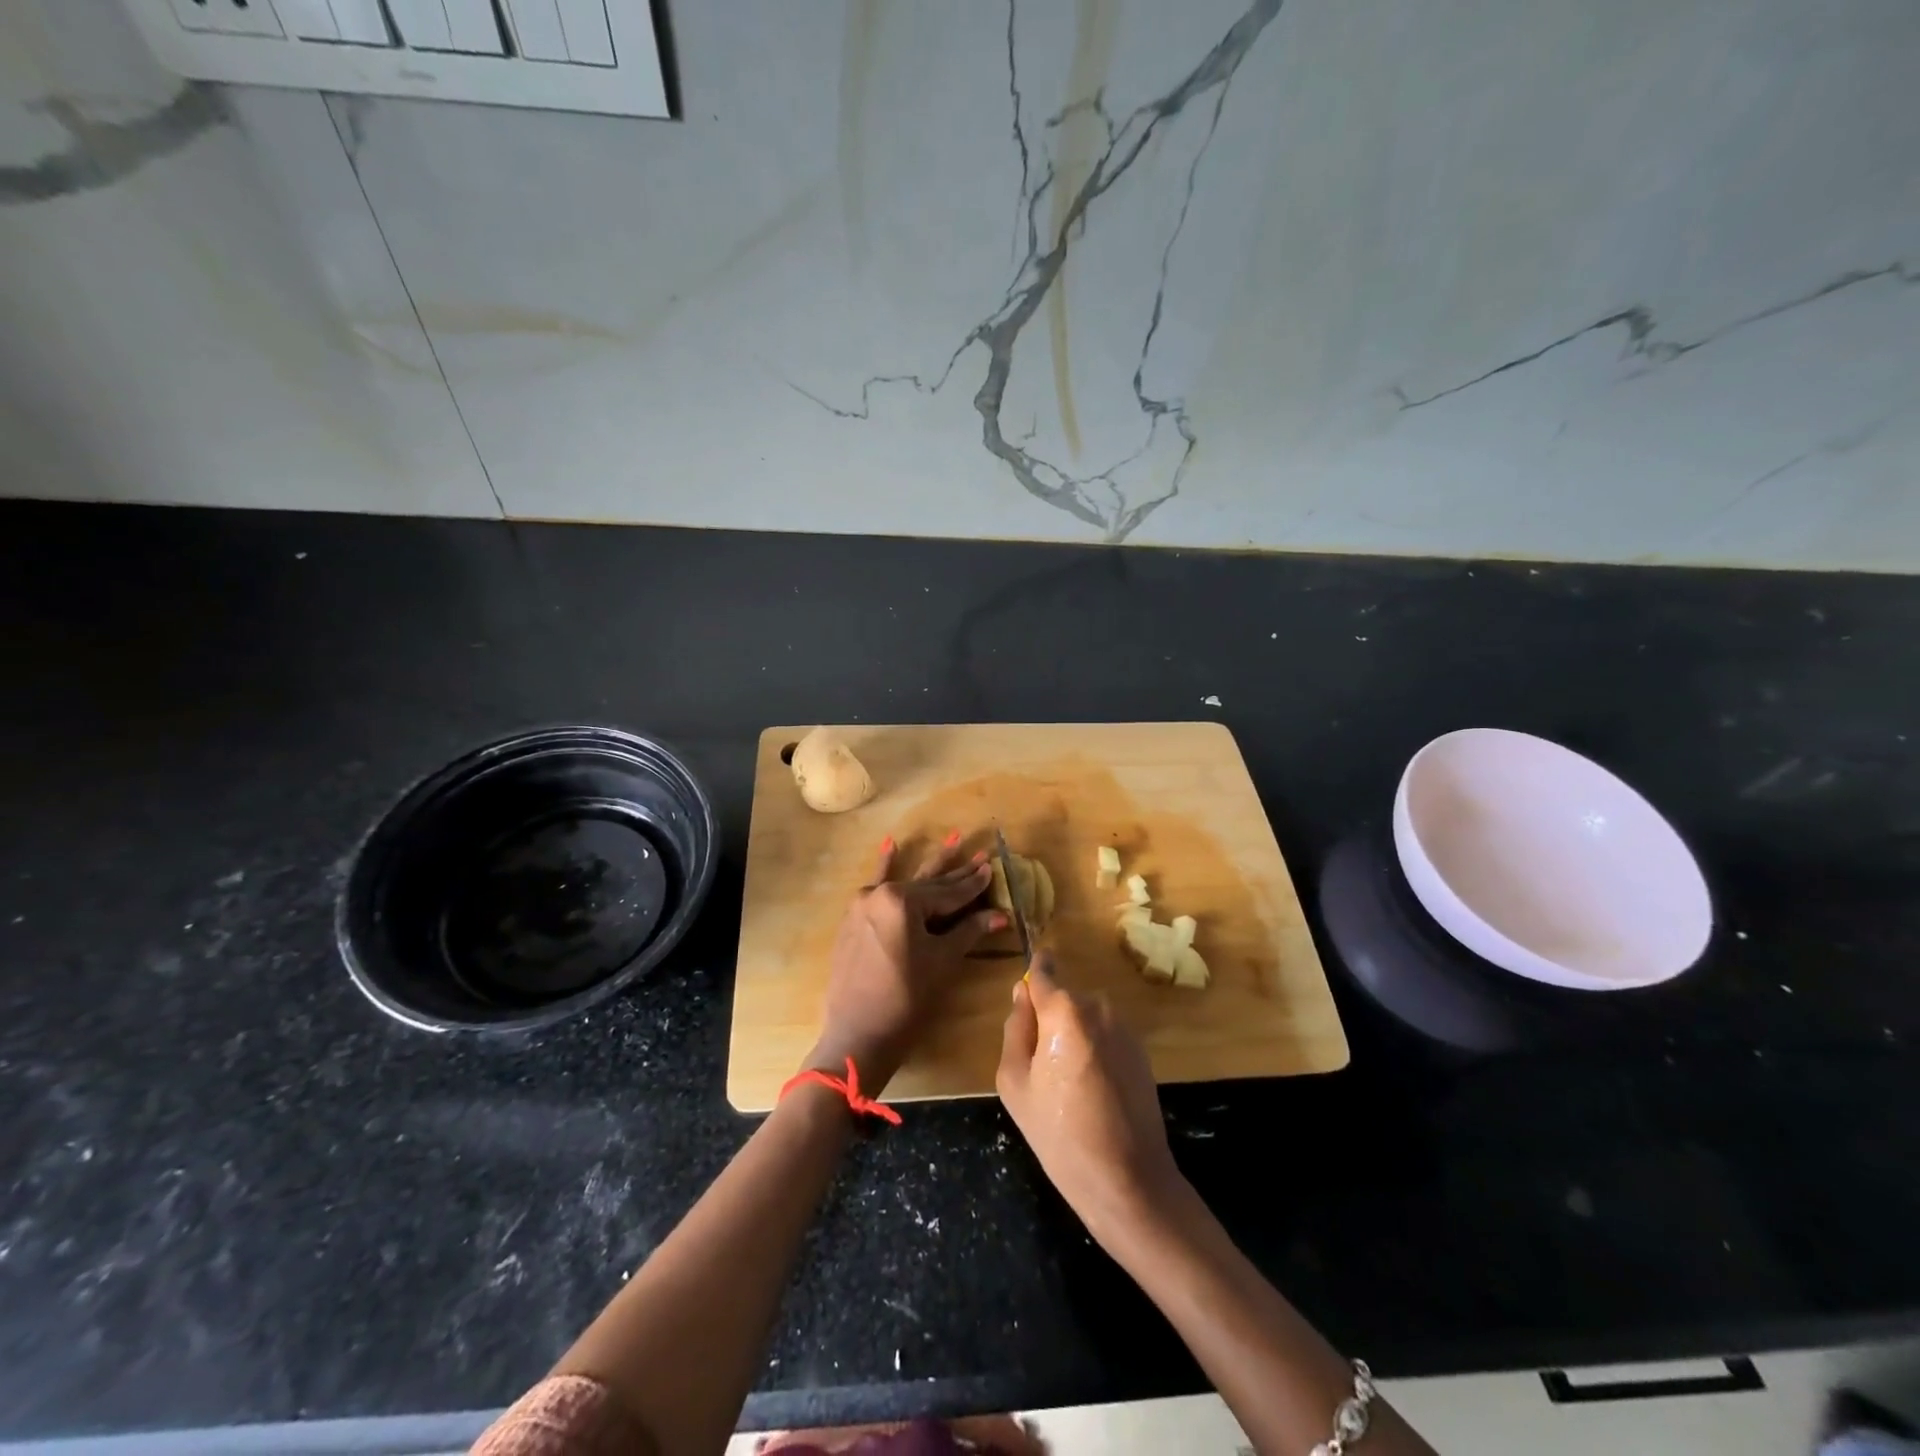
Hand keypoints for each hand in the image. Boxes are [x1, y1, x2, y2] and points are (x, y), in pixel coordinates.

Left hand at [806, 835, 1002, 1092]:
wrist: (858, 1035)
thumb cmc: (906, 998)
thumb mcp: (942, 961)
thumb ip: (969, 931)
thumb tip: (1001, 915)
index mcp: (902, 901)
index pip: (948, 893)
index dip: (974, 884)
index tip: (992, 867)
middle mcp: (880, 894)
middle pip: (928, 885)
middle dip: (956, 872)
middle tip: (979, 852)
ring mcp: (863, 905)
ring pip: (906, 884)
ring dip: (930, 867)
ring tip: (952, 838)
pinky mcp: (853, 919)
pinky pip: (875, 888)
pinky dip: (885, 868)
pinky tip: (890, 845)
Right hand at [996, 954, 1183, 1247]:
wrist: (1128, 1179)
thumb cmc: (1060, 1134)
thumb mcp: (1015, 1082)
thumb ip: (1015, 1028)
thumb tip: (1022, 993)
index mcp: (1064, 1011)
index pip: (1044, 972)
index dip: (1034, 975)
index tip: (1026, 988)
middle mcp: (1098, 1007)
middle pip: (1063, 1000)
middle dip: (1050, 1021)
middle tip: (1041, 1069)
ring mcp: (1124, 1028)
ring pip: (1085, 1018)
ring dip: (1073, 1037)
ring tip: (1068, 1086)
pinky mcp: (1141, 1050)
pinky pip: (1105, 1036)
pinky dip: (1094, 1052)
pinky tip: (1092, 1092)